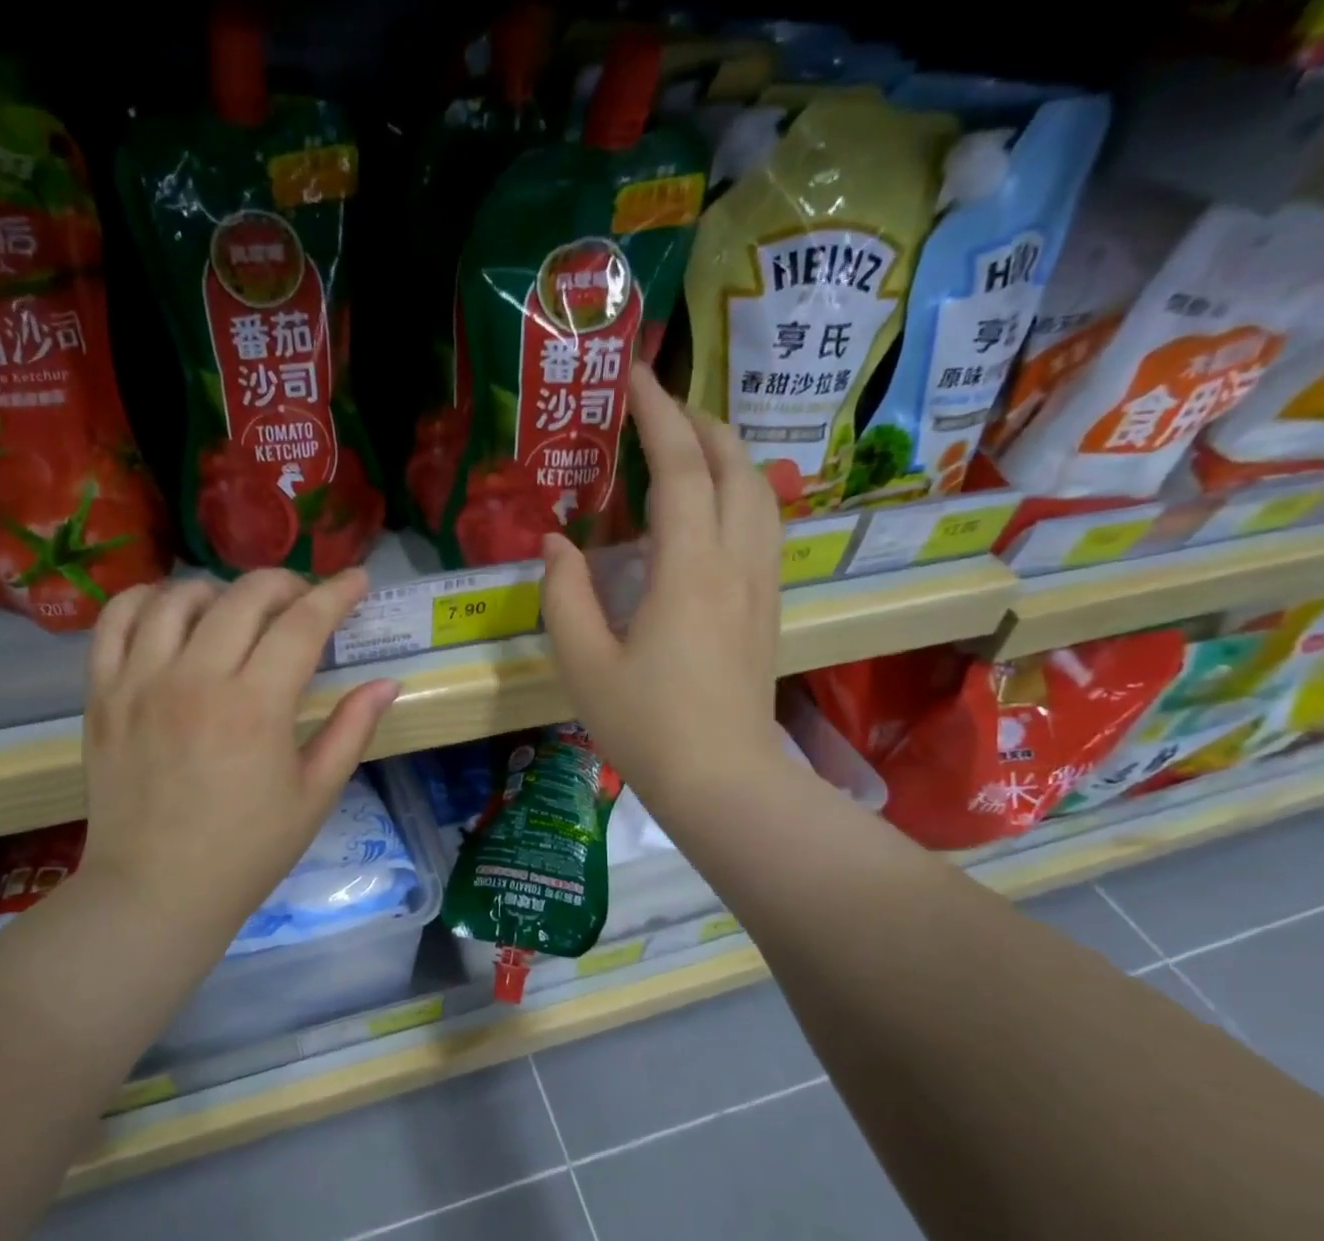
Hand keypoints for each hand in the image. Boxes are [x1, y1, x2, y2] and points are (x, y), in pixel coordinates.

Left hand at [77, 569, 399, 956]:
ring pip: (180, 596)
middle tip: (305, 602)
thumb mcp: (316, 795)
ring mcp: (140, 681)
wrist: (156, 891)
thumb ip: (352, 730)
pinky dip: (149, 600)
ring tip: (239, 613)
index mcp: (256, 707)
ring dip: (221, 591)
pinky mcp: (102, 693)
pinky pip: (117, 619)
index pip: (303, 624)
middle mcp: (195, 679)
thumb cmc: (248, 850)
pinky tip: (174, 614)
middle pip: (245, 596)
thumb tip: (387, 683)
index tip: (357, 580)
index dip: (337, 594)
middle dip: (286, 584)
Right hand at [540, 363, 785, 815]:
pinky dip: (740, 493)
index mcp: (688, 569)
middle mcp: (736, 562)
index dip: (656, 415)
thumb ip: (564, 595)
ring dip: (727, 455)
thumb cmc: (646, 726)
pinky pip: (764, 526)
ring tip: (688, 449)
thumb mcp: (584, 663)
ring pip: (760, 493)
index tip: (634, 377)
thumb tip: (555, 543)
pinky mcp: (768, 609)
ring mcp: (761, 585)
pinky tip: (713, 509)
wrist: (723, 781)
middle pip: (734, 465)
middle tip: (658, 409)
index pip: (679, 467)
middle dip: (699, 423)